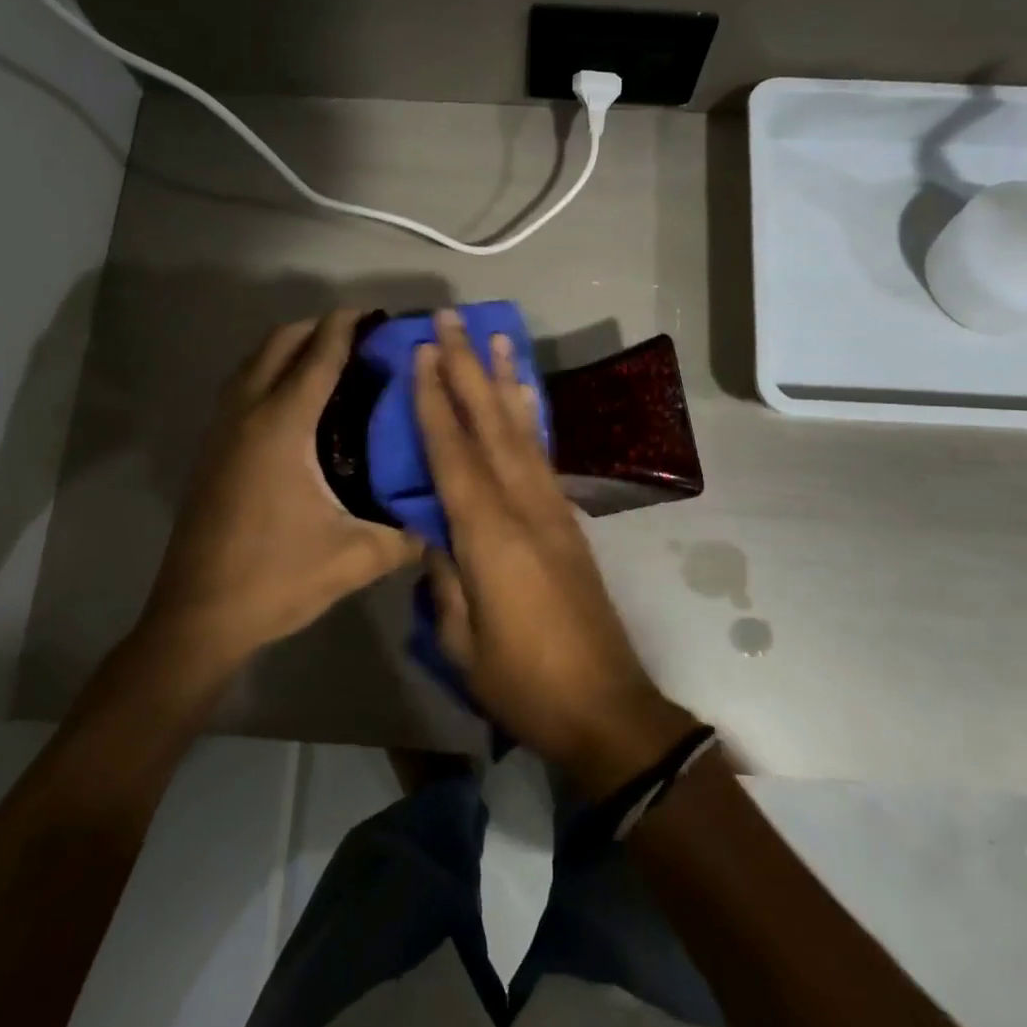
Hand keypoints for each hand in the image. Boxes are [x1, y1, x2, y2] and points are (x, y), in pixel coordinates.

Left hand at [143, 310, 421, 676]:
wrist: (197, 618)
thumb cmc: (276, 580)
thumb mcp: (355, 559)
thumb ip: (407, 536)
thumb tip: (447, 519)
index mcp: (282, 428)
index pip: (319, 356)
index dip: (347, 327)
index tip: (377, 314)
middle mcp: (247, 415)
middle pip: (280, 343)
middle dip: (319, 327)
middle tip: (362, 338)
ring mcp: (222, 430)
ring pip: (254, 361)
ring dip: (291, 347)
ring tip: (333, 361)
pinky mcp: (212, 450)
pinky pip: (243, 386)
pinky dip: (271, 372)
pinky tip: (298, 403)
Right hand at [414, 310, 695, 796]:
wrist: (605, 706)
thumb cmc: (523, 682)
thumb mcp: (462, 641)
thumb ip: (444, 578)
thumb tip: (431, 533)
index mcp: (490, 536)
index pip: (453, 454)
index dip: (434, 401)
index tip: (421, 354)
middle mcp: (525, 507)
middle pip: (490, 424)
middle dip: (468, 368)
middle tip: (452, 320)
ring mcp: (552, 509)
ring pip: (522, 430)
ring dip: (505, 380)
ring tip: (497, 337)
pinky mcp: (568, 519)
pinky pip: (543, 454)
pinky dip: (531, 417)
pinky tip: (524, 396)